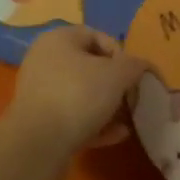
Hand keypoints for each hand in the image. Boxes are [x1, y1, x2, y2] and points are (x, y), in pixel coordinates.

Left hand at [6, 26, 148, 155]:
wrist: (38, 144)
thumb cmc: (78, 95)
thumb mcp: (117, 75)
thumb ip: (134, 66)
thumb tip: (142, 66)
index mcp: (58, 39)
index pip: (96, 35)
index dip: (120, 53)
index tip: (133, 74)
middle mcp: (45, 60)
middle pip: (89, 67)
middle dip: (115, 84)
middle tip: (132, 98)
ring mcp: (40, 92)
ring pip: (81, 94)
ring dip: (108, 106)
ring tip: (128, 120)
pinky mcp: (40, 121)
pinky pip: (72, 116)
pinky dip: (94, 123)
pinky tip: (116, 135)